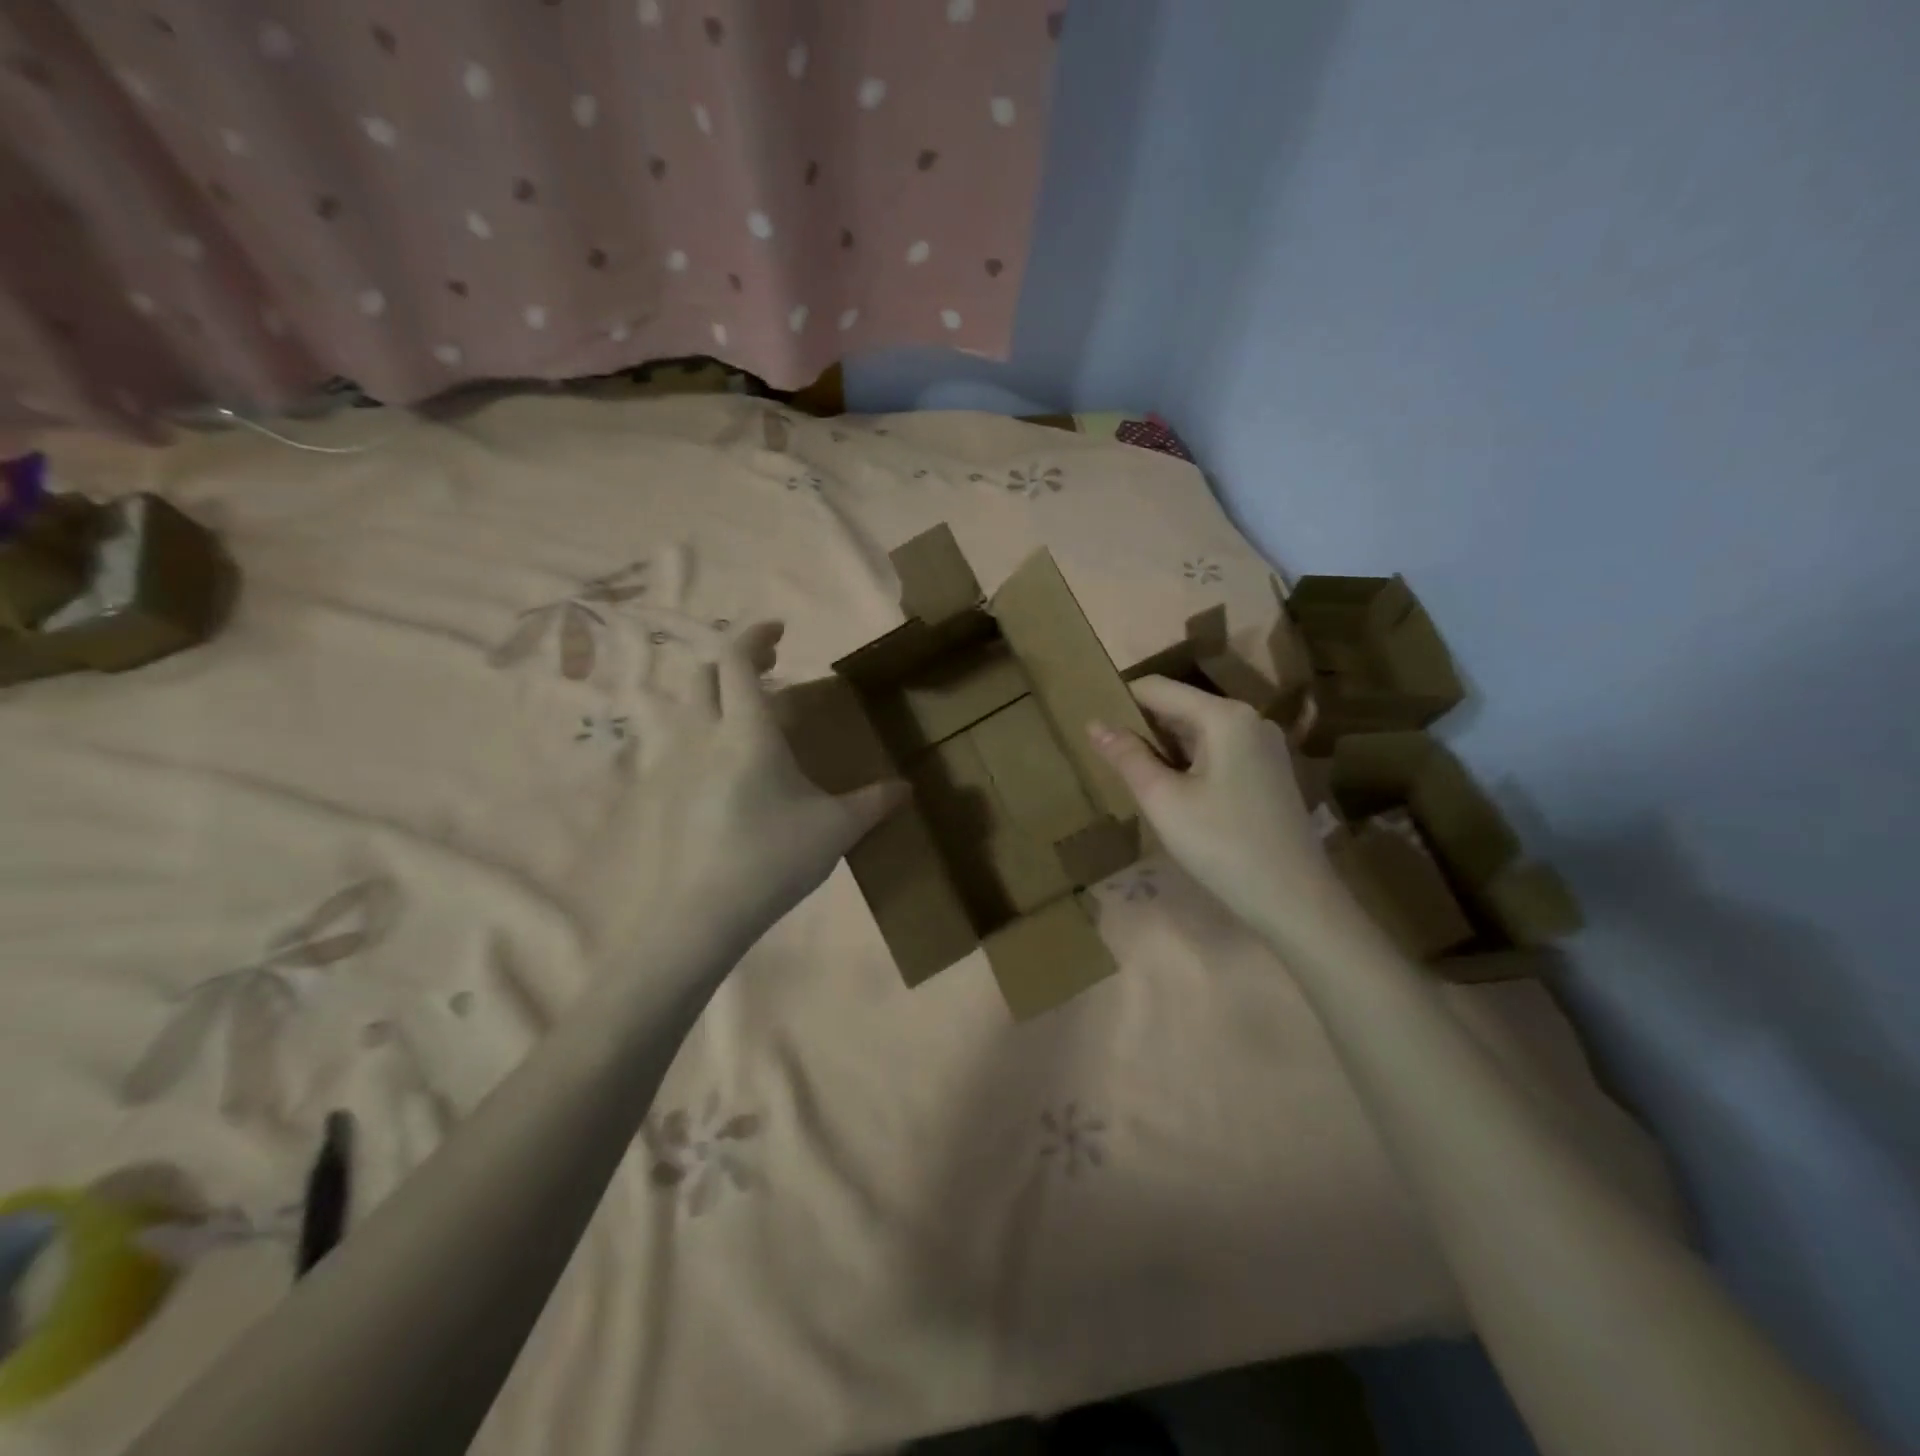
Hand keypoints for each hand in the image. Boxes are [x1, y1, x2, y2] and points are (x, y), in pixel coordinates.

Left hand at [582, 619, 906, 967]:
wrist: (697, 917)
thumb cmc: (771, 859)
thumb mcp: (835, 829)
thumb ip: (874, 803)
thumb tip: (906, 789)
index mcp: (746, 731)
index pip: (739, 660)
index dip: (756, 635)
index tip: (780, 630)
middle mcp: (703, 736)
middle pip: (706, 676)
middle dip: (737, 662)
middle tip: (771, 669)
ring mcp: (675, 766)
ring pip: (690, 710)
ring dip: (719, 700)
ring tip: (755, 721)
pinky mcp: (662, 797)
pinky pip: (682, 747)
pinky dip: (706, 737)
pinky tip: (731, 773)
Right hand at [1088, 676, 1343, 942]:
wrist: (1294, 900)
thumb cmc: (1222, 845)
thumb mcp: (1163, 800)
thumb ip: (1127, 757)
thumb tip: (1094, 724)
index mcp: (1224, 716)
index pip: (1158, 689)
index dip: (1120, 702)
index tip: (1092, 726)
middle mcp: (1249, 719)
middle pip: (1180, 706)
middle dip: (1142, 727)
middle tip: (1106, 755)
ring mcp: (1264, 746)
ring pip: (1199, 731)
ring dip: (1163, 747)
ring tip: (1131, 773)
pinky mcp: (1269, 771)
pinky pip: (1218, 751)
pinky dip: (1188, 762)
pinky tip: (1171, 790)